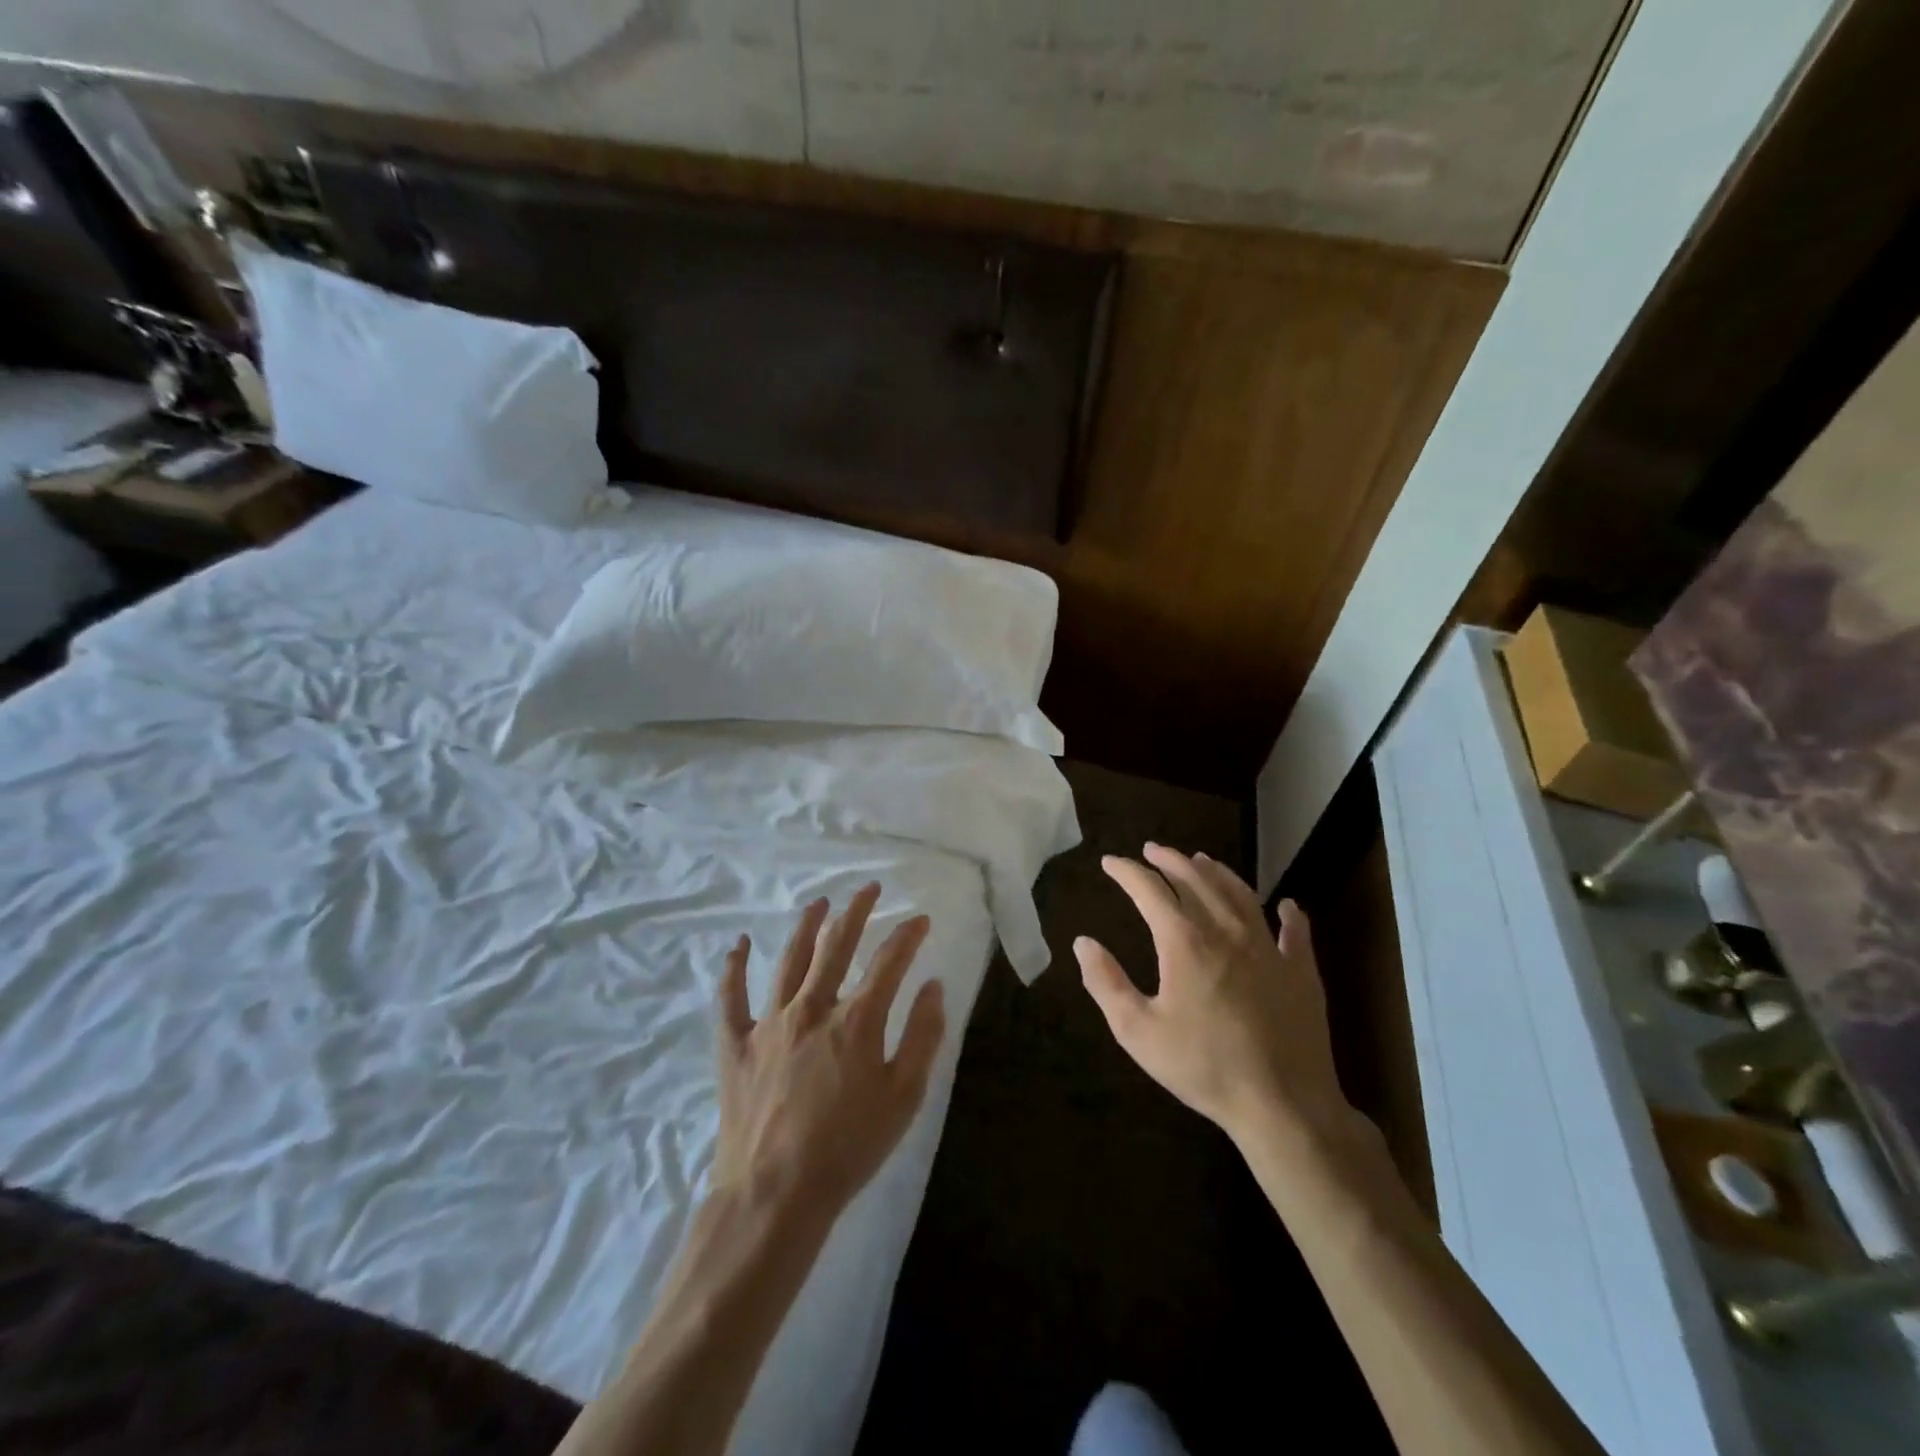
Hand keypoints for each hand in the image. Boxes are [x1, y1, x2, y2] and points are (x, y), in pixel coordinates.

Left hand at [713, 884, 946, 1221]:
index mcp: (856, 1021)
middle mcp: (812, 1008)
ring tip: (820, 903)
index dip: (908, 935)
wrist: (775, 1197)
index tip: (920, 920)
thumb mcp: (904, 1098)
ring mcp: (769, 1023)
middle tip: (869, 889)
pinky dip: (734, 968)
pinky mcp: (735, 1044)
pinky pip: (731, 997)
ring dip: (807, 926)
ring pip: (789, 959)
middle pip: (836, 945)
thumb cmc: (848, 1149)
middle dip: (857, 911)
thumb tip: (932, 985)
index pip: (889, 962)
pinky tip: (738, 944)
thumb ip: (923, 1036)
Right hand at [1075, 843, 1349, 1146]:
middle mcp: (1226, 931)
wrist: (1282, 1104)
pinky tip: (1286, 905)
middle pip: (1196, 880)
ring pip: (1241, 894)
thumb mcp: (1137, 1031)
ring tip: (1202, 860)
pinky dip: (1288, 913)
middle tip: (1152, 850)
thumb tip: (1084, 942)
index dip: (1127, 872)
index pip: (1150, 890)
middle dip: (1170, 860)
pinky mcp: (1301, 971)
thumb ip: (1106, 982)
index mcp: (1185, 942)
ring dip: (1217, 872)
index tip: (1110, 862)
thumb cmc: (1202, 1067)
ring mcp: (1269, 948)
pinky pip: (1295, 931)